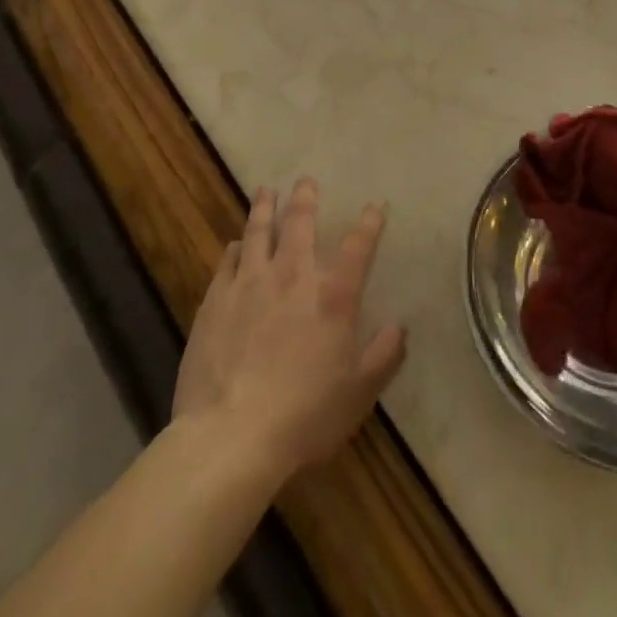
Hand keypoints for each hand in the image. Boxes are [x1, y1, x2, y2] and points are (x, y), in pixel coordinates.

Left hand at [173, 179, 406, 475]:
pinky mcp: (216, 300)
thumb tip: (400, 327)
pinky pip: (227, 261)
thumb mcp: (359, 393)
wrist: (231, 436)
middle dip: (305, 198)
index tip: (375, 207)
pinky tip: (235, 244)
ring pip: (258, 231)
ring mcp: (250, 283)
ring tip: (265, 191)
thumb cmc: (305, 416)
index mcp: (333, 296)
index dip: (370, 223)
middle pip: (300, 223)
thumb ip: (383, 356)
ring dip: (264, 208)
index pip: (358, 247)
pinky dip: (235, 248)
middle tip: (306, 180)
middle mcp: (293, 276)